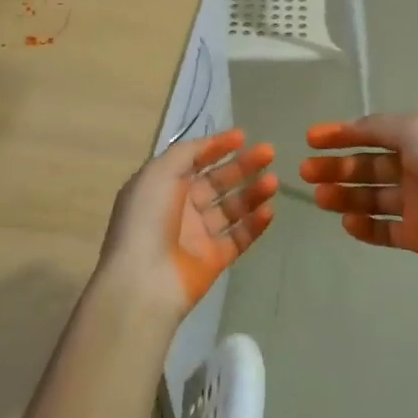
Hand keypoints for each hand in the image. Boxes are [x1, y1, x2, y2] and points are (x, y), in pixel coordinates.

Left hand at [96, 130, 277, 320]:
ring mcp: (198, 235)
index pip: (194, 160)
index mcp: (162, 185)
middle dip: (243, 166)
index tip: (243, 136)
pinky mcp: (214, 260)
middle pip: (218, 181)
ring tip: (274, 182)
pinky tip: (270, 210)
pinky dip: (255, 224)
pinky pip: (239, 237)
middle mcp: (180, 207)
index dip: (217, 147)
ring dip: (253, 193)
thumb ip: (187, 153)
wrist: (144, 280)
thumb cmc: (147, 218)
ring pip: (232, 208)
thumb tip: (209, 144)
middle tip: (269, 153)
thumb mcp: (159, 172)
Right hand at [300, 114, 417, 277]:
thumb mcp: (415, 129)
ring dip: (344, 195)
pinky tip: (347, 223)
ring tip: (320, 198)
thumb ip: (378, 127)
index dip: (341, 134)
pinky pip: (385, 230)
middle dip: (336, 167)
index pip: (372, 133)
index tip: (310, 140)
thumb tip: (351, 127)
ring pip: (371, 198)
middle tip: (306, 172)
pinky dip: (365, 227)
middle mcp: (417, 168)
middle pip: (367, 166)